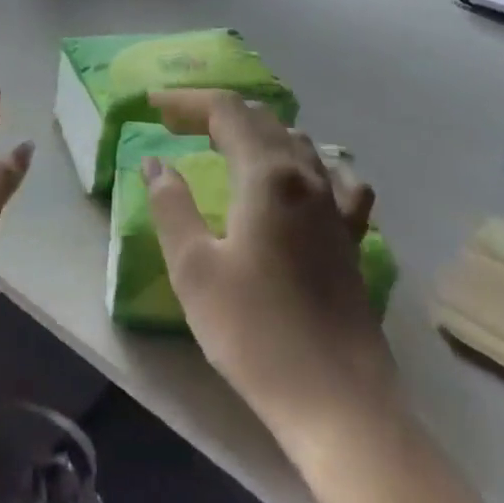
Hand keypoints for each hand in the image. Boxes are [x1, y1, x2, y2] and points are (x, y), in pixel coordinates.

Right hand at [145, 89, 396, 445]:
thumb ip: (171, 206)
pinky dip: (305, 164)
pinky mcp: (351, 236)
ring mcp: (336, 206)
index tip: (152, 105)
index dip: (187, 101)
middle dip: (216, 113)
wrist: (337, 401)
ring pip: (297, 143)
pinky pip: (333, 178)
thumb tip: (156, 163)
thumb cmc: (254, 332)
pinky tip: (298, 180)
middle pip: (262, 120)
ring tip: (224, 146)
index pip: (227, 111)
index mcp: (267, 175)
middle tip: (177, 125)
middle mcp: (307, 177)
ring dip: (256, 133)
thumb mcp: (194, 268)